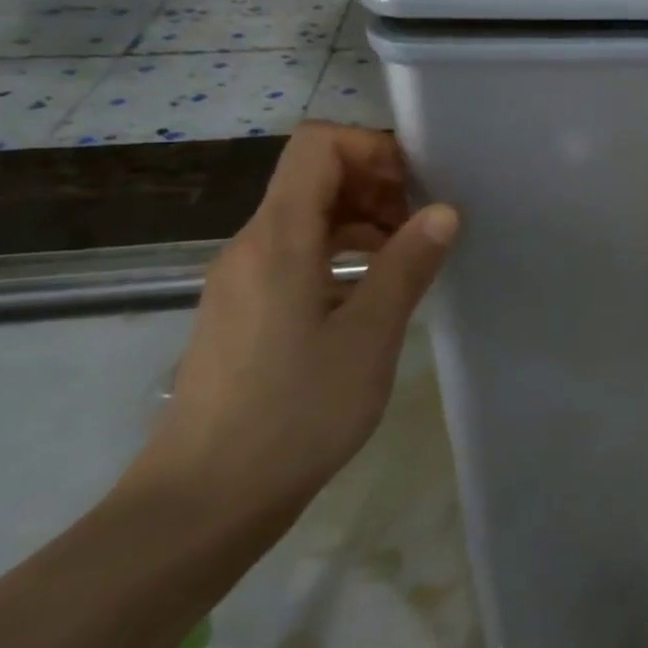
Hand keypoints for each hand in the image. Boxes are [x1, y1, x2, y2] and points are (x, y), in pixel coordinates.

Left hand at [133, 122, 458, 520]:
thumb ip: (408, 264)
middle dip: (376, 183)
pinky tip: (371, 293)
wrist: (204, 500)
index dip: (372, 148)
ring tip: (408, 258)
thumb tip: (444, 209)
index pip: (317, 146)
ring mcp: (241, 279)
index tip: (419, 185)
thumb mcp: (369, 336)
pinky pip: (295, 253)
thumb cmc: (295, 413)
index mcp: (278, 239)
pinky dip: (340, 252)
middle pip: (313, 176)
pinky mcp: (243, 310)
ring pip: (306, 216)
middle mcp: (251, 246)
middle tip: (424, 225)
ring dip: (361, 220)